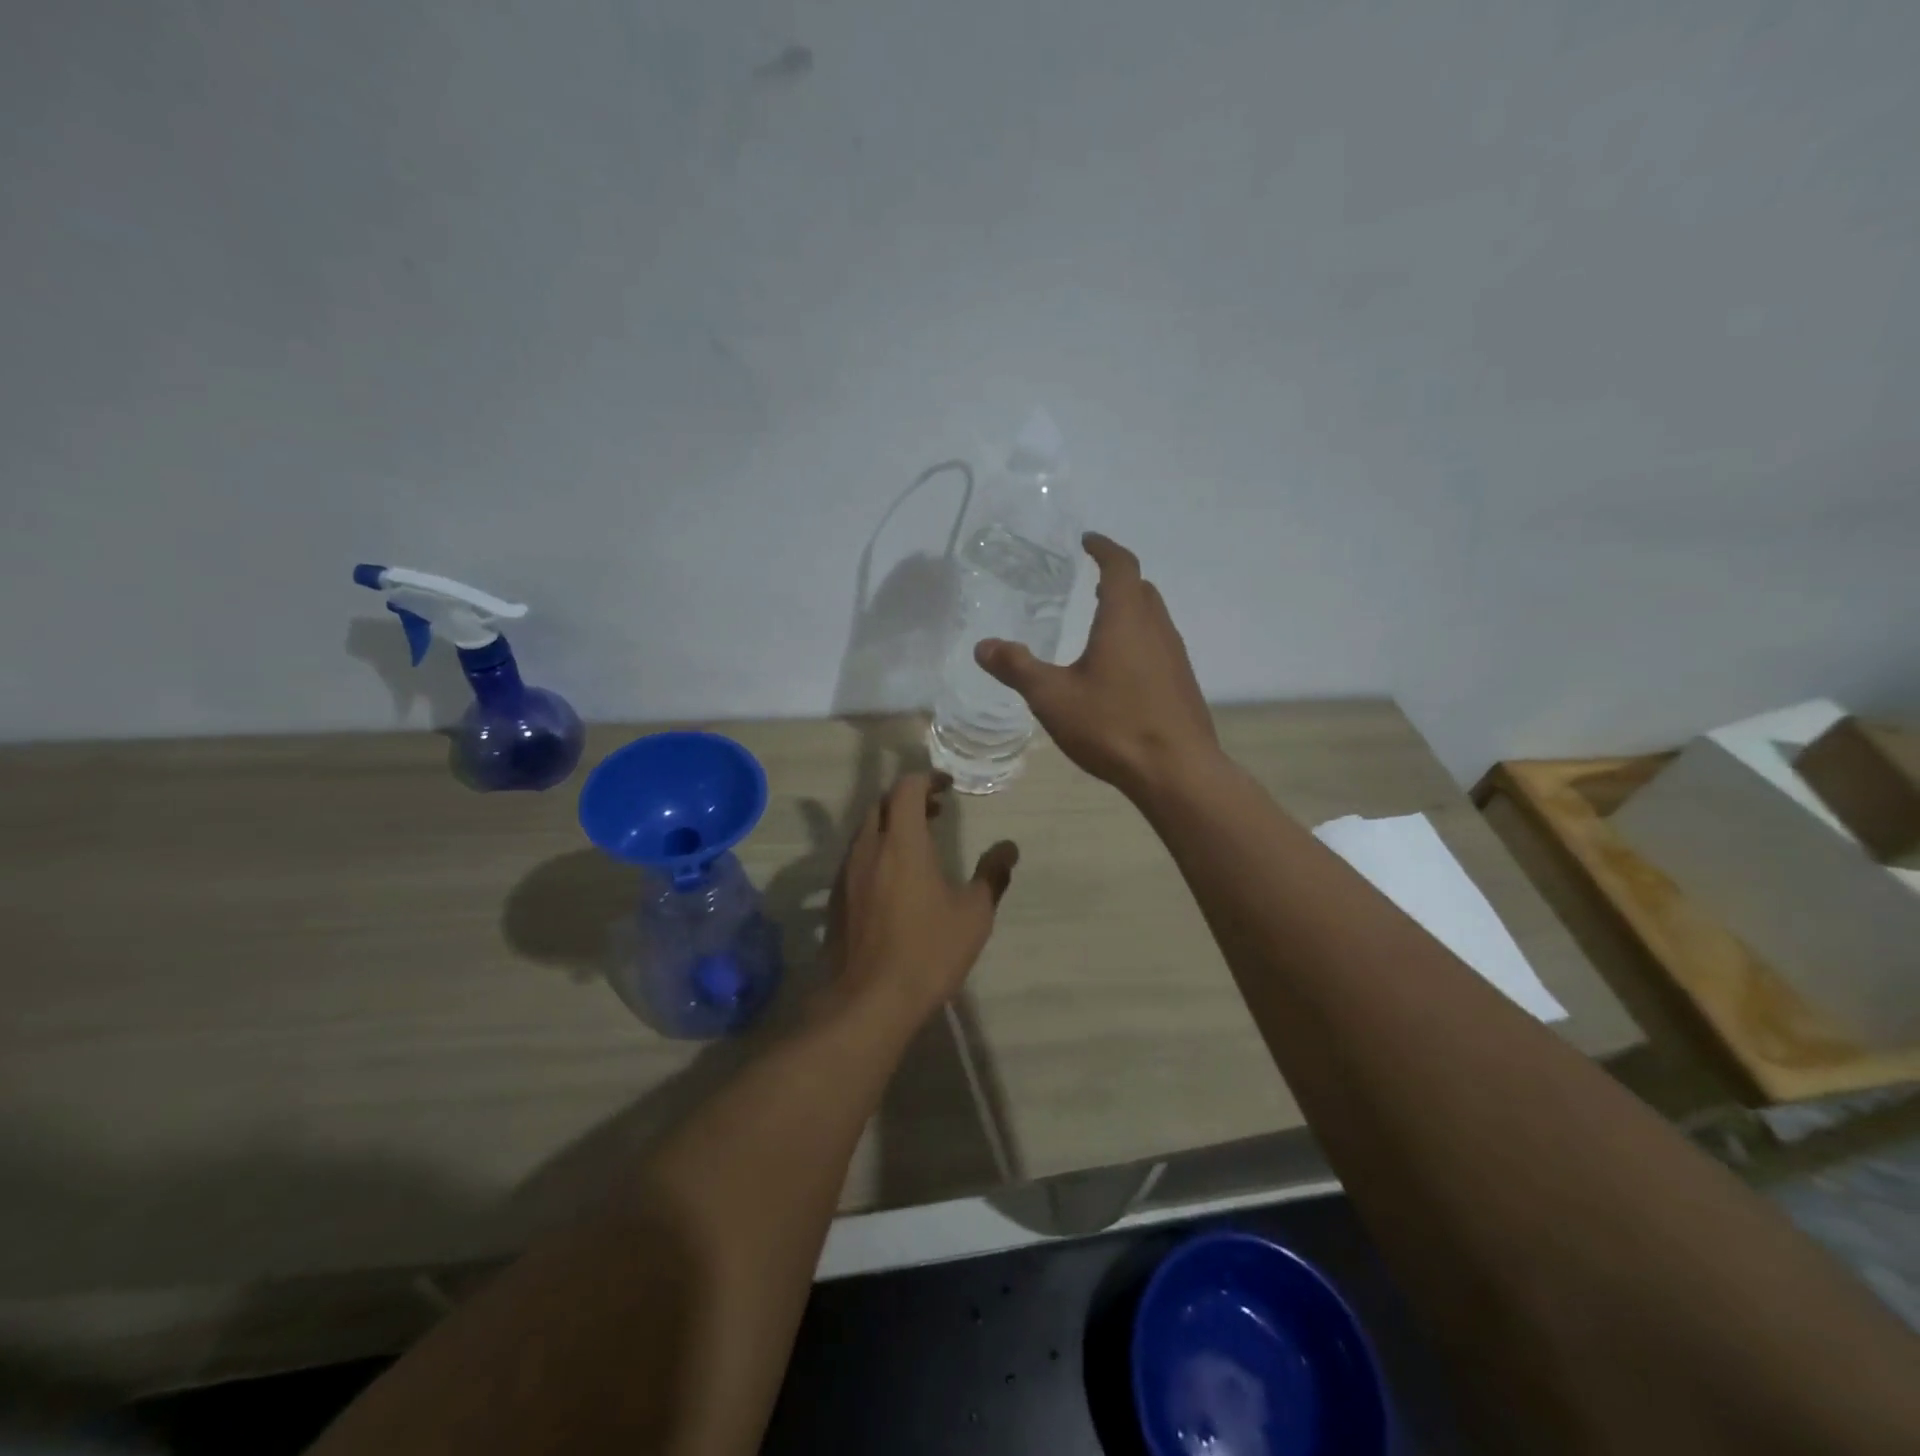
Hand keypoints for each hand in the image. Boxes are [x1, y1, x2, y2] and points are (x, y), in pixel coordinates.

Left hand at [822, 772, 1018, 1024]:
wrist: (867, 1001)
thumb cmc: (927, 952)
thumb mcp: (973, 915)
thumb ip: (992, 875)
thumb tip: (1009, 848)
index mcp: (902, 843)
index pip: (906, 788)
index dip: (926, 779)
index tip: (947, 787)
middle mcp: (868, 848)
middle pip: (882, 804)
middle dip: (908, 799)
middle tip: (936, 810)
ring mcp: (846, 873)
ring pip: (866, 830)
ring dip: (891, 824)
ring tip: (919, 842)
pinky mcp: (836, 898)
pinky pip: (856, 856)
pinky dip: (877, 849)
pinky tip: (895, 878)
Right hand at [976, 533, 1217, 799]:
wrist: (1176, 772)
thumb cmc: (1112, 725)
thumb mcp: (1053, 697)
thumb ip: (1017, 668)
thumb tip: (982, 646)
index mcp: (1125, 619)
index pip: (1120, 566)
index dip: (1104, 549)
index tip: (1088, 541)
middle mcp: (1156, 629)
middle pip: (1141, 589)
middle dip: (1118, 578)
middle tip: (1092, 582)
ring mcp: (1175, 657)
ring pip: (1153, 618)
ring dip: (1130, 610)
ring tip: (1103, 622)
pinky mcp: (1182, 684)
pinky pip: (1159, 646)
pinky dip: (1138, 639)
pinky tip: (1121, 669)